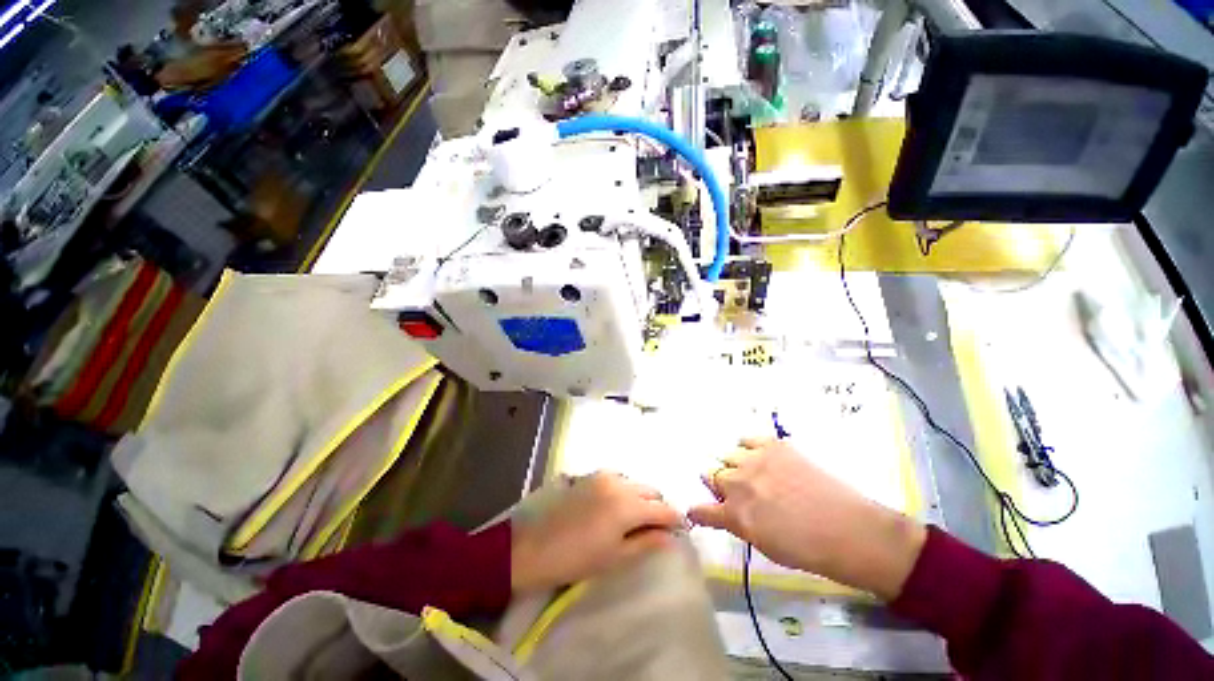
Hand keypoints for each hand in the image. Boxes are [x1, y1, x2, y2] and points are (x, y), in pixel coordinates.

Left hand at [511, 472, 681, 591]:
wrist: (530, 544)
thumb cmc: (575, 558)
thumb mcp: (615, 557)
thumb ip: (647, 543)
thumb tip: (672, 538)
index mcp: (628, 504)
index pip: (663, 508)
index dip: (675, 520)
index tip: (678, 533)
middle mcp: (619, 482)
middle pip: (650, 490)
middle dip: (658, 507)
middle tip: (654, 529)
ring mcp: (602, 475)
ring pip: (633, 482)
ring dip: (640, 497)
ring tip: (633, 519)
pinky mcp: (588, 474)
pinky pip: (616, 478)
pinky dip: (623, 490)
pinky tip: (614, 506)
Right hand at [688, 438, 926, 600]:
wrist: (849, 530)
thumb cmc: (808, 549)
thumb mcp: (764, 545)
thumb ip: (738, 524)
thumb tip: (726, 512)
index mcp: (734, 515)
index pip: (701, 510)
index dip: (697, 511)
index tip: (697, 511)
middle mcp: (738, 483)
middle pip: (712, 474)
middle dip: (718, 483)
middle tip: (734, 491)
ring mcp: (754, 460)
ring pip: (727, 455)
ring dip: (733, 465)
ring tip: (749, 473)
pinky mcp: (772, 445)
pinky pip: (746, 439)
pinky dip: (747, 447)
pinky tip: (757, 456)